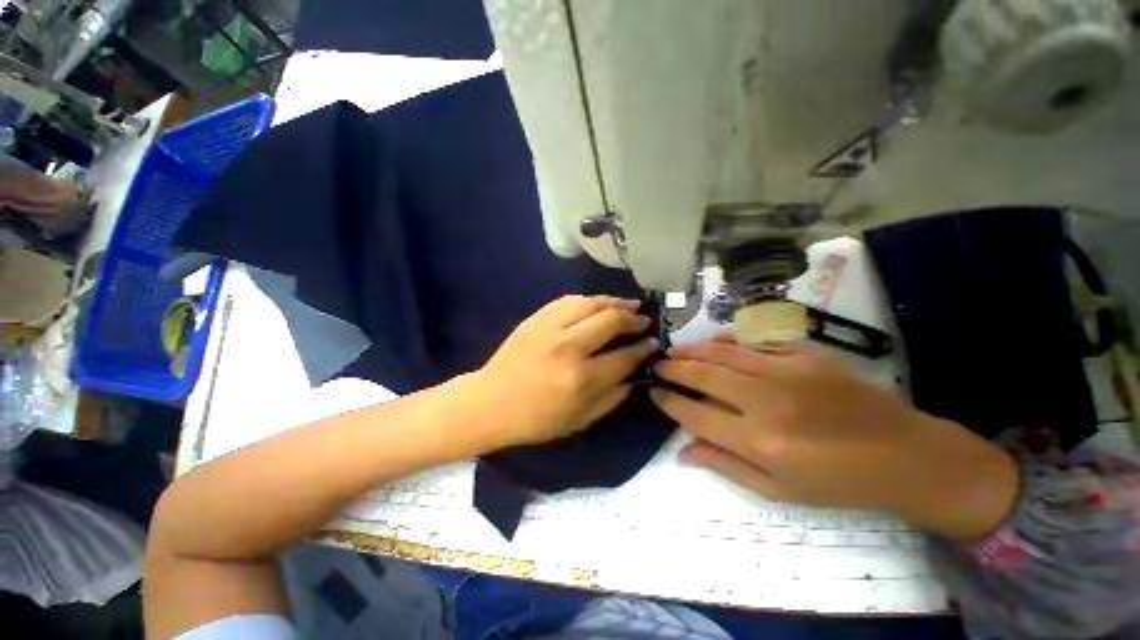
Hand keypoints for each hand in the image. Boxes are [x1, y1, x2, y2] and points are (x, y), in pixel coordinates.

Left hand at [469, 295, 658, 448]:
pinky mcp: (536, 318)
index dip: (643, 348)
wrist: (490, 402)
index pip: (624, 357)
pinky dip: (589, 300)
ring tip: (629, 304)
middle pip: (611, 321)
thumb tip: (635, 377)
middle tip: (644, 320)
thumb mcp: (579, 421)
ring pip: (591, 303)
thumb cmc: (535, 420)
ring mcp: (550, 328)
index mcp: (581, 379)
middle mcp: (569, 347)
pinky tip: (598, 303)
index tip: (653, 343)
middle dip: (633, 318)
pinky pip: (569, 300)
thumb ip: (612, 398)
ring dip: (614, 302)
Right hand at [651, 337, 1018, 538]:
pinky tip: (713, 340)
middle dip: (673, 368)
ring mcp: (787, 371)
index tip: (653, 392)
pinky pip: (755, 341)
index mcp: (758, 440)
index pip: (695, 412)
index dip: (669, 401)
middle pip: (704, 375)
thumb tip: (683, 449)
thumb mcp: (777, 490)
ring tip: (674, 349)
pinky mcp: (806, 355)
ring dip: (693, 350)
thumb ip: (725, 464)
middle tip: (656, 364)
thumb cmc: (836, 482)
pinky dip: (729, 339)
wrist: (904, 455)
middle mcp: (765, 400)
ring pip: (724, 352)